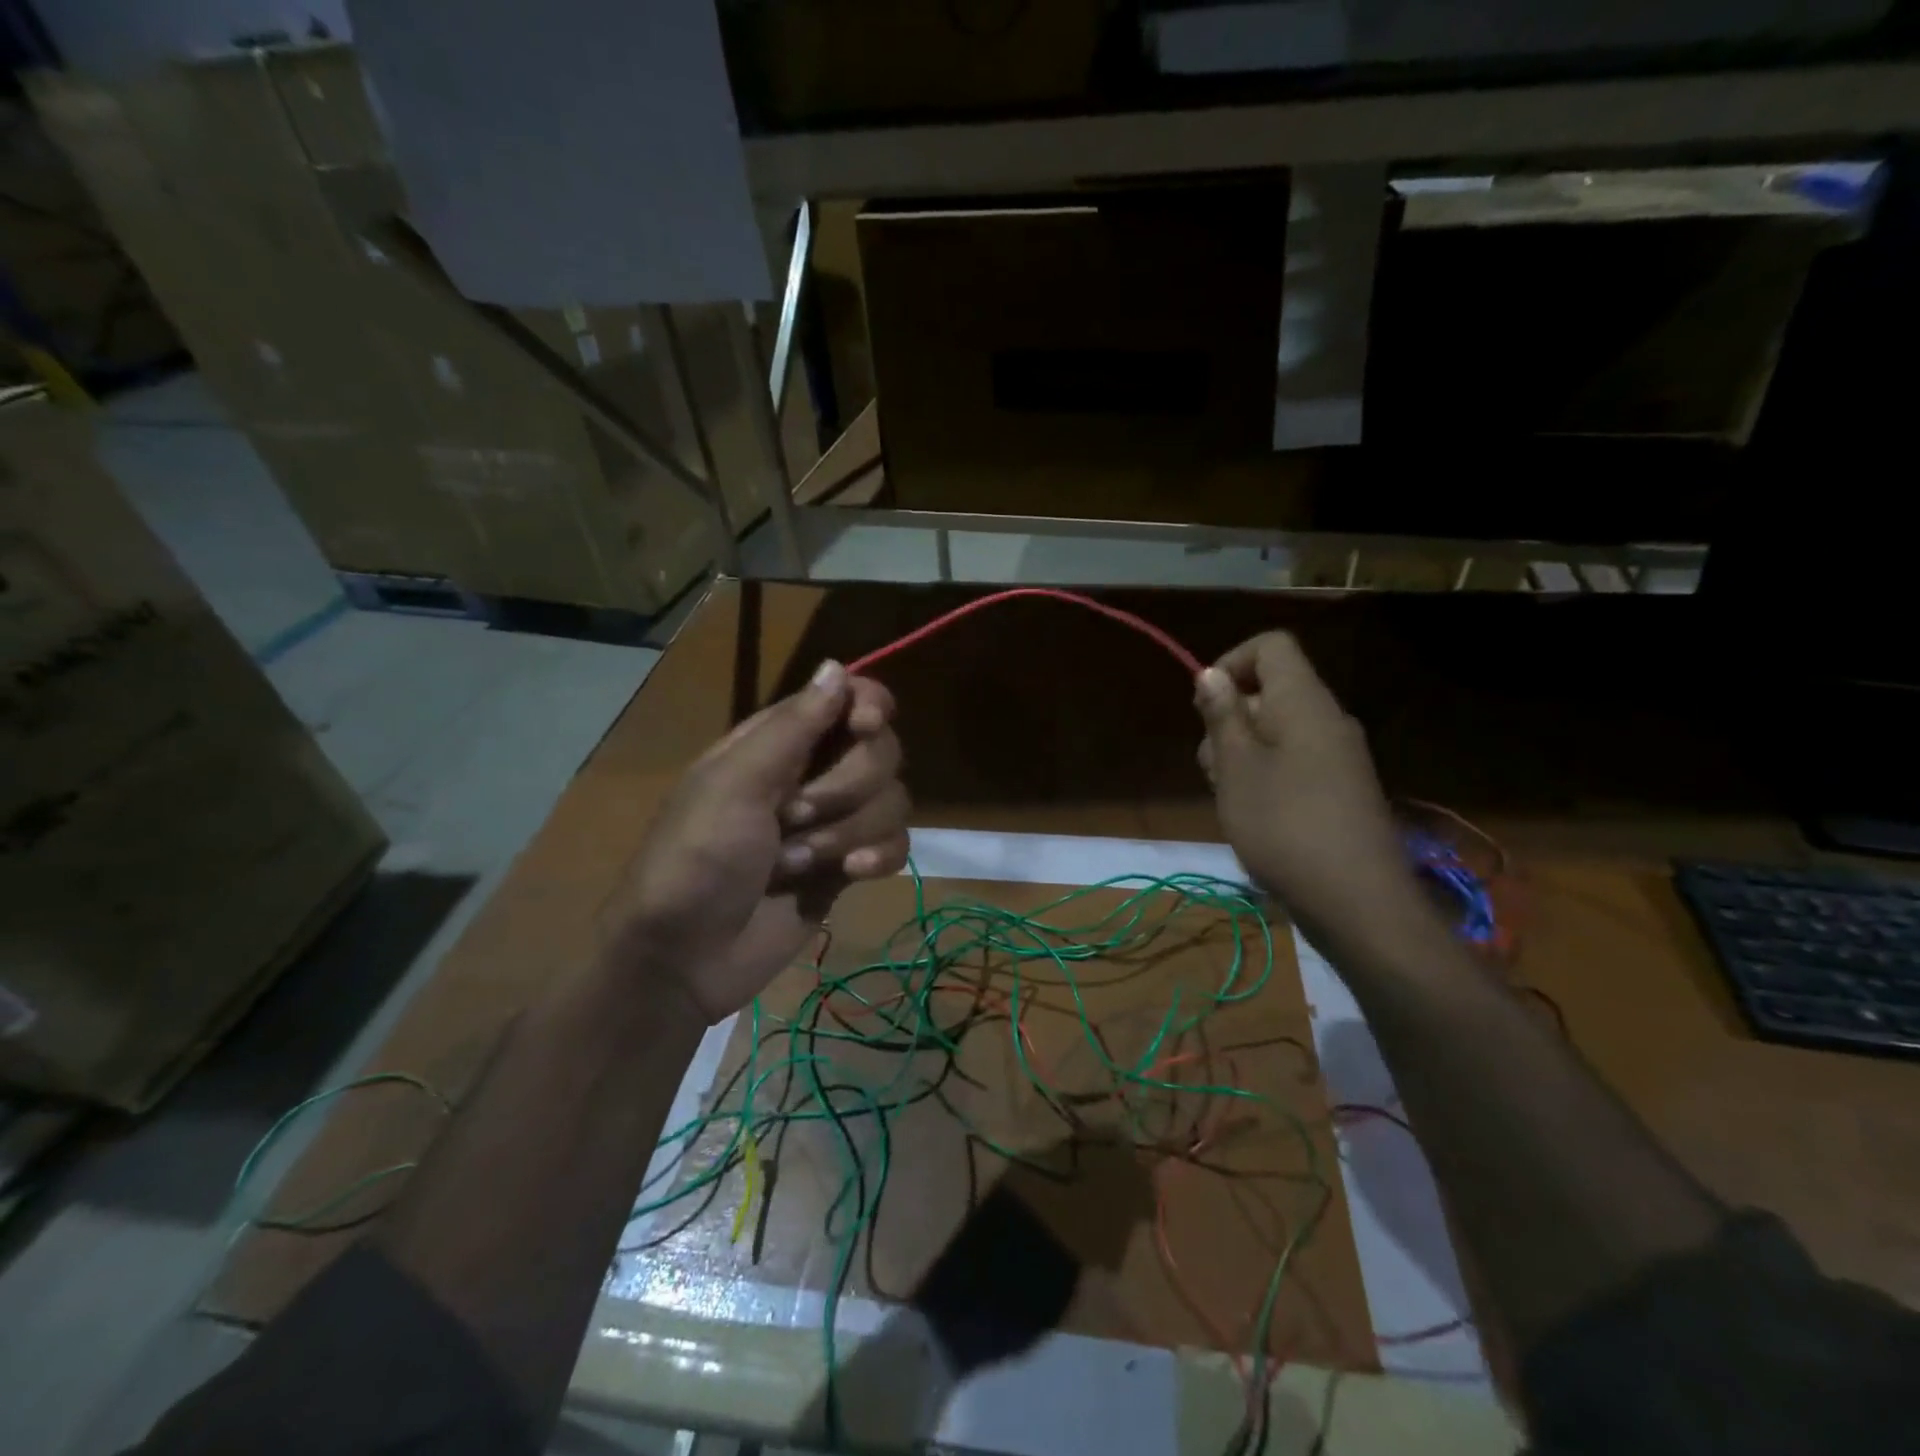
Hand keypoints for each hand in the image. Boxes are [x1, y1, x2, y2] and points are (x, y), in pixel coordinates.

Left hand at [602, 660, 909, 1021]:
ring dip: (850, 832)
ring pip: (894, 799)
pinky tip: (850, 876)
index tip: (864, 727)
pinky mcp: (850, 866)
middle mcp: (814, 773)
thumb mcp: (734, 786)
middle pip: (881, 750)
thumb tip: (837, 666)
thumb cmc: (695, 860)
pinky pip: (897, 844)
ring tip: (797, 862)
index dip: (868, 705)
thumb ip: (792, 727)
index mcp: (779, 742)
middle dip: (847, 787)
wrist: (686, 958)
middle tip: (794, 817)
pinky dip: (880, 857)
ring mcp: (835, 822)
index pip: (848, 698)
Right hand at [1194, 632, 1417, 946]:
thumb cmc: (1283, 824)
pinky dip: (1265, 776)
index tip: (1205, 706)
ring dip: (1242, 754)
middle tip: (1214, 767)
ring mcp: (1338, 755)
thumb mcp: (1236, 767)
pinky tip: (1254, 816)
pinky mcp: (1340, 788)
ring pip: (1276, 730)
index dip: (1231, 662)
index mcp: (1304, 702)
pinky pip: (1294, 760)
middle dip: (1229, 720)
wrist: (1357, 901)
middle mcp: (1327, 718)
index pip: (1271, 646)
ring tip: (1230, 798)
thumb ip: (1222, 715)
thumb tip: (1212, 673)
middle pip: (1268, 691)